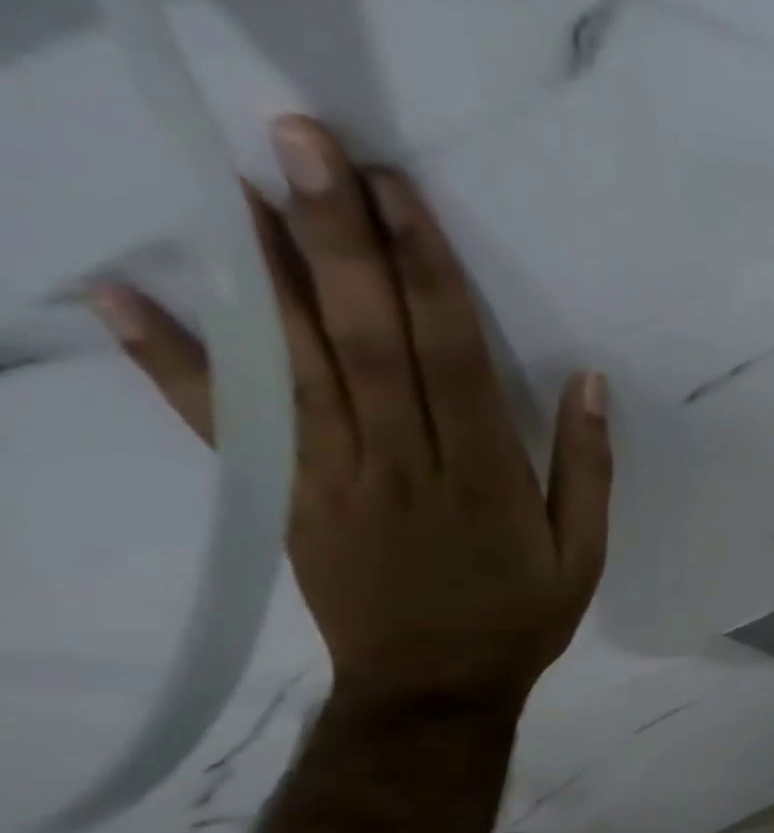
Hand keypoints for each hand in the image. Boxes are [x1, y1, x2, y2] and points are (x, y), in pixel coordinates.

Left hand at [91, 115, 610, 708]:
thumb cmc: (521, 618)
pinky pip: (229, 425)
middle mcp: (401, 462)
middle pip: (366, 339)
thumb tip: (588, 382)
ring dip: (265, 272)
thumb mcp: (584, 554)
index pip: (451, 356)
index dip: (426, 271)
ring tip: (236, 182)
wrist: (434, 689)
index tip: (398, 192)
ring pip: (296, 364)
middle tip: (305, 142)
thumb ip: (586, 469)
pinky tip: (127, 297)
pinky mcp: (289, 499)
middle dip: (338, 239)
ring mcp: (334, 478)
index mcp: (482, 475)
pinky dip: (175, 362)